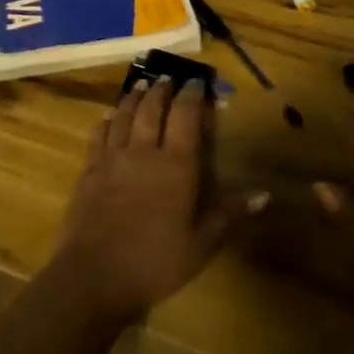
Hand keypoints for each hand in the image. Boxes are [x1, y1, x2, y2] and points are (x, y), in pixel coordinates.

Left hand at [53, 79, 266, 325]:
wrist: (94, 276)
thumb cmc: (155, 263)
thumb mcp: (200, 245)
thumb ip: (229, 215)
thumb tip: (265, 194)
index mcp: (175, 166)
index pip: (185, 117)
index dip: (192, 96)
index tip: (197, 82)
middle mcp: (143, 152)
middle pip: (152, 109)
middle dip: (162, 90)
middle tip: (168, 78)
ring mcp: (111, 159)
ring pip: (123, 116)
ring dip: (133, 98)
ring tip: (141, 85)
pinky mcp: (88, 171)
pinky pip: (98, 135)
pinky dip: (106, 121)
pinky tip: (108, 116)